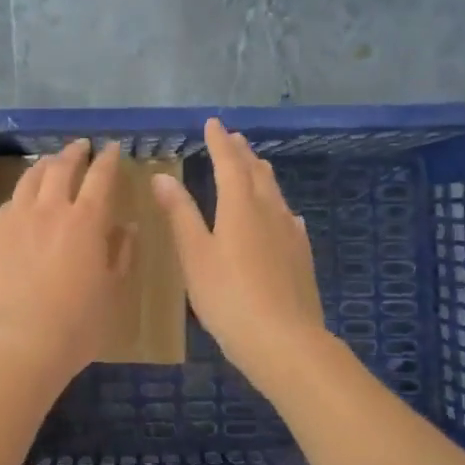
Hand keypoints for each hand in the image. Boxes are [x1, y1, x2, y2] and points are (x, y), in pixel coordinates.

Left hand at [0, 140, 133, 386]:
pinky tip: (21, 201)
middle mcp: (50, 210)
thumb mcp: (111, 294)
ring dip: (44, 165)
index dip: (107, 159)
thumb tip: (127, 228)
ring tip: (50, 163)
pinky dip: (21, 194)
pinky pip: (8, 203)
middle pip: (61, 168)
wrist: (12, 344)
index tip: (112, 148)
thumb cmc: (74, 326)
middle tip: (81, 147)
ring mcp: (15, 220)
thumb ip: (120, 255)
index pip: (100, 177)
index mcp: (86, 221)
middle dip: (74, 153)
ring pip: (29, 179)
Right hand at [152, 118, 328, 379]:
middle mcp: (269, 211)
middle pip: (256, 173)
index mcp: (240, 206)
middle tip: (233, 138)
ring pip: (275, 193)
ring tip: (256, 165)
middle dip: (242, 153)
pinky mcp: (302, 256)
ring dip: (262, 175)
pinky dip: (279, 207)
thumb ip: (180, 214)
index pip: (229, 163)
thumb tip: (162, 176)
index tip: (213, 123)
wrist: (285, 341)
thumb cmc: (229, 297)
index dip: (219, 142)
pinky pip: (289, 219)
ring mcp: (290, 234)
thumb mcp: (195, 255)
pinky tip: (285, 216)